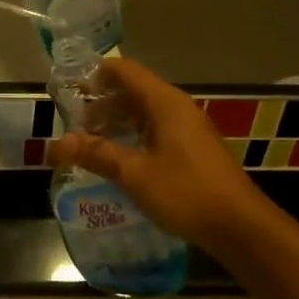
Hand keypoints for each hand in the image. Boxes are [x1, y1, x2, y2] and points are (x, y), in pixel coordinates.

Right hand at [48, 59, 276, 255]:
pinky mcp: (194, 150)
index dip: (96, 75)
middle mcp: (178, 108)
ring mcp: (189, 129)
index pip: (125, 71)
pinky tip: (121, 161)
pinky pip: (157, 131)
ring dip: (118, 123)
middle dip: (103, 105)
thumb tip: (58, 144)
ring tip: (93, 145)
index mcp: (165, 103)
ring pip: (145, 113)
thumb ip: (97, 154)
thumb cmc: (186, 192)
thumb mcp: (135, 174)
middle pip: (134, 91)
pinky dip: (134, 137)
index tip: (71, 91)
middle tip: (77, 126)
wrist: (241, 227)